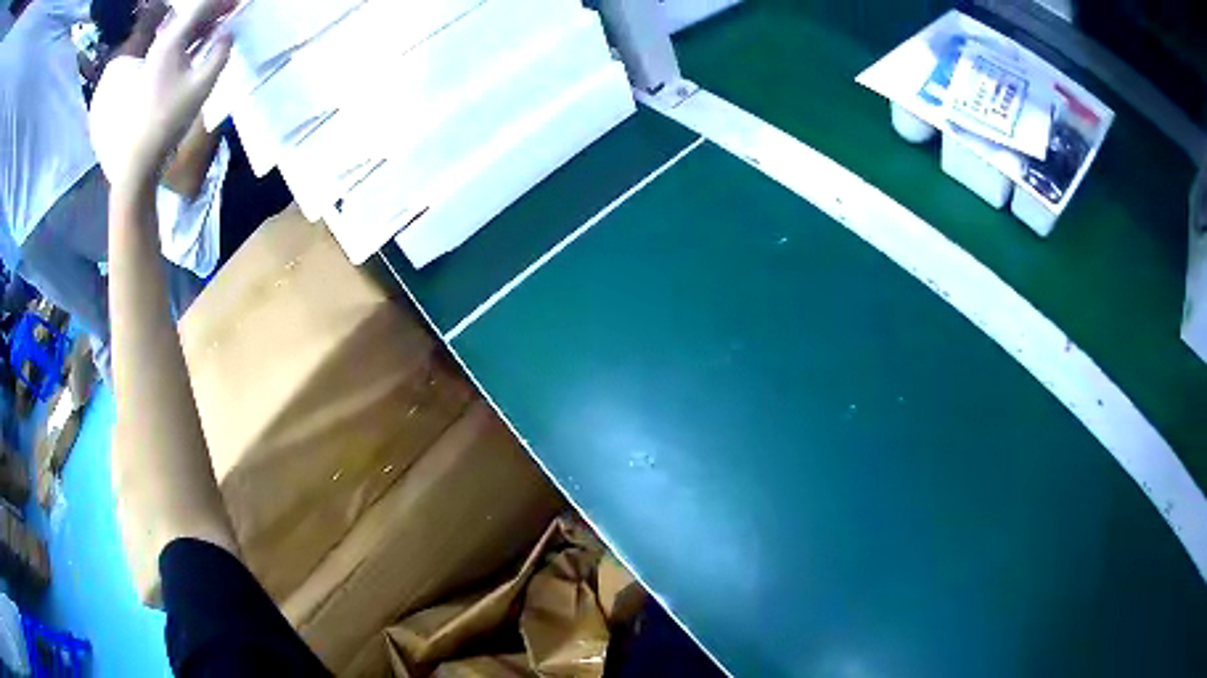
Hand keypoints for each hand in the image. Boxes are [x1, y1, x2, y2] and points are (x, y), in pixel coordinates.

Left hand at [112, 0, 235, 190]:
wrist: (139, 157)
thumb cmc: (169, 119)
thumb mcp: (202, 85)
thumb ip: (220, 53)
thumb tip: (229, 34)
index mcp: (172, 41)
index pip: (202, 5)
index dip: (223, 0)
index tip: (241, 1)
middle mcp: (162, 44)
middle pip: (193, 15)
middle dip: (217, 8)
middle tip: (238, 6)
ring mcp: (157, 60)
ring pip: (187, 30)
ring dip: (207, 22)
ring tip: (228, 19)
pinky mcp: (156, 74)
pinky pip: (181, 45)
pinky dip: (197, 38)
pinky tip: (209, 41)